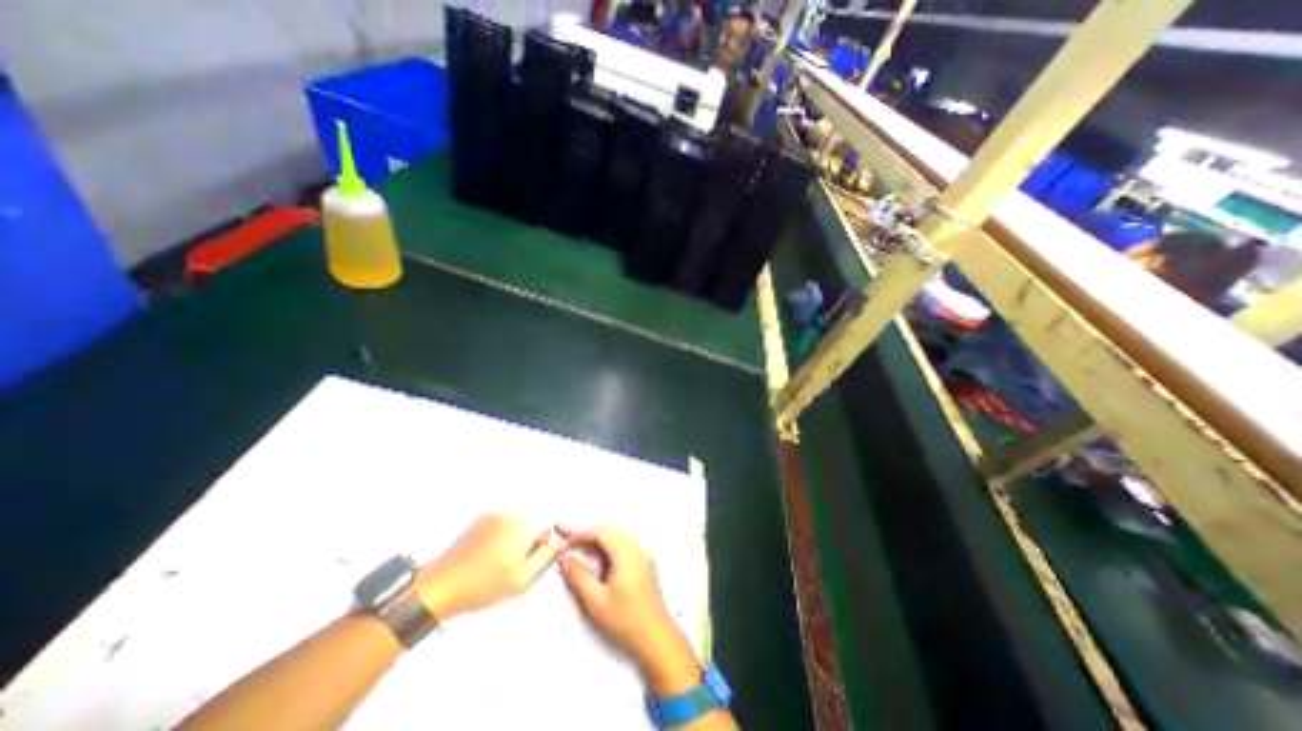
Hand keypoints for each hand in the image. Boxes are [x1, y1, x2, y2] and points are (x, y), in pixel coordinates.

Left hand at [418, 513, 559, 622]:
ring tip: (501, 563)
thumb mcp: (522, 580)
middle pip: (535, 521)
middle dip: (532, 540)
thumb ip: (547, 558)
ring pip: (519, 522)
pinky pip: (504, 523)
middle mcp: (509, 514)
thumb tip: (560, 544)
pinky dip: (503, 536)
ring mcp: (493, 515)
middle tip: (519, 565)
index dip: (549, 540)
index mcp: (522, 527)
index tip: (542, 555)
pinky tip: (490, 556)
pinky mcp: (480, 519)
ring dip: (518, 538)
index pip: (550, 522)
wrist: (439, 587)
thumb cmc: (480, 586)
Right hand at [557, 524, 702, 692]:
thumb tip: (565, 560)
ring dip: (599, 540)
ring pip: (618, 536)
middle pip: (610, 531)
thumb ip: (579, 577)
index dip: (581, 535)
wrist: (656, 637)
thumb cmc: (626, 620)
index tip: (565, 542)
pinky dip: (609, 546)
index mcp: (626, 553)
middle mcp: (637, 548)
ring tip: (581, 550)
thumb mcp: (596, 601)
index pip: (601, 534)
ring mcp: (643, 555)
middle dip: (589, 535)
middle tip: (570, 542)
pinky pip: (625, 544)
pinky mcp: (645, 563)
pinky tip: (599, 560)